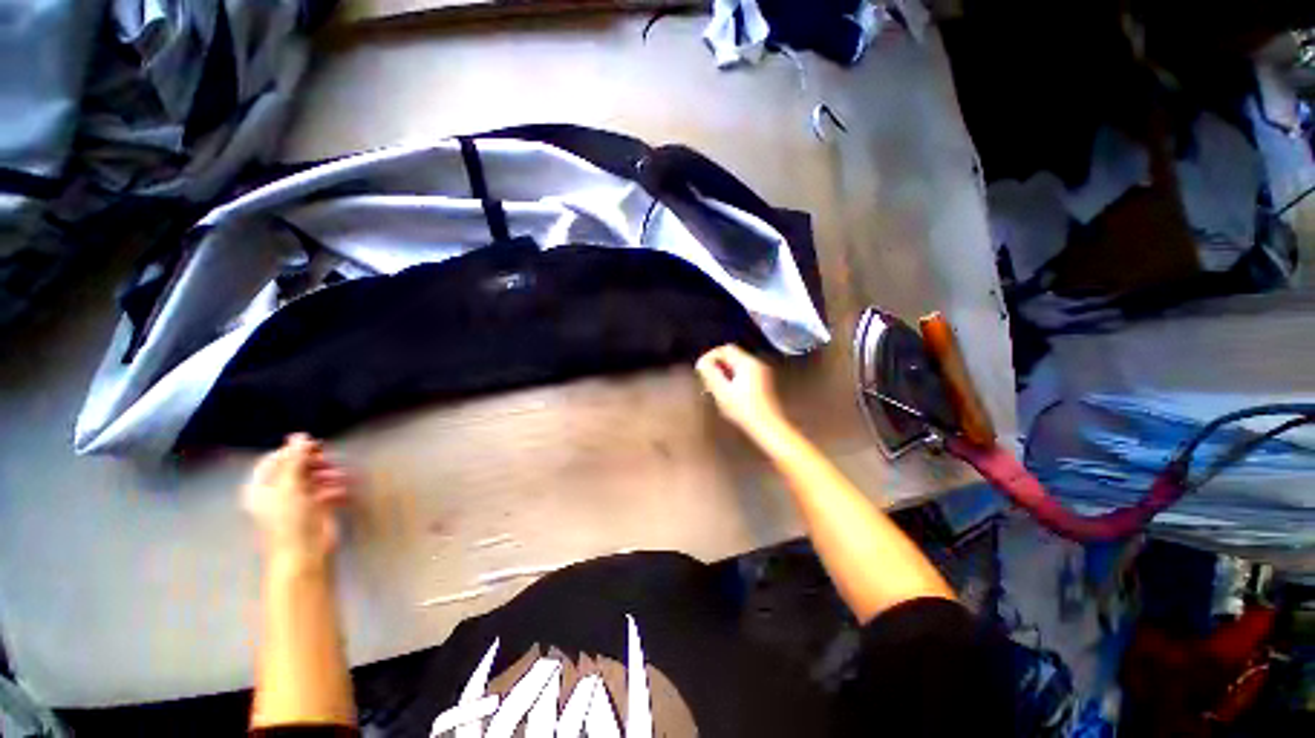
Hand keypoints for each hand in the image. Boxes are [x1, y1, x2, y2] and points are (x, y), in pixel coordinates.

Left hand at [243, 434, 349, 563]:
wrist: (305, 553)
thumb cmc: (291, 519)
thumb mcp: (291, 485)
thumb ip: (295, 459)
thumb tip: (300, 435)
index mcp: (261, 488)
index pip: (274, 460)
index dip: (293, 450)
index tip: (316, 446)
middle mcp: (275, 494)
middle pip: (294, 469)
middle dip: (313, 463)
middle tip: (329, 459)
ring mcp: (295, 503)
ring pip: (312, 480)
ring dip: (327, 475)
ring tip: (340, 476)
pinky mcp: (314, 511)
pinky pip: (324, 493)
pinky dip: (334, 489)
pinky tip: (343, 491)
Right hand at [695, 344, 787, 438]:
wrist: (767, 426)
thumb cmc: (744, 409)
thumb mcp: (722, 391)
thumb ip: (710, 374)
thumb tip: (701, 362)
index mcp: (747, 363)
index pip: (725, 349)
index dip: (711, 356)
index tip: (702, 369)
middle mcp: (756, 364)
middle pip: (731, 357)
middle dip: (717, 366)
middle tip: (707, 381)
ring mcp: (761, 373)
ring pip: (736, 366)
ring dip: (724, 374)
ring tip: (715, 389)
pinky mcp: (762, 383)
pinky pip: (743, 374)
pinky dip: (732, 379)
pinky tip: (727, 394)